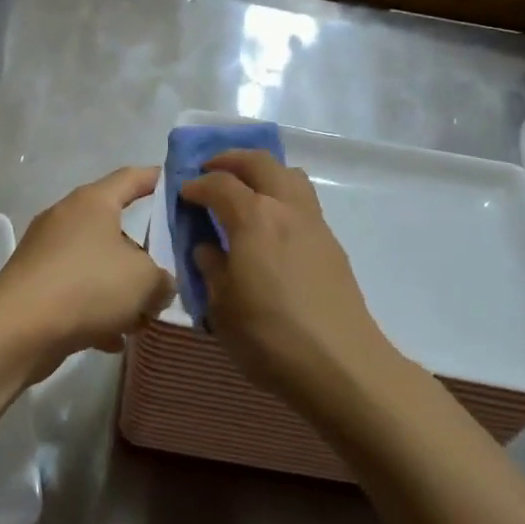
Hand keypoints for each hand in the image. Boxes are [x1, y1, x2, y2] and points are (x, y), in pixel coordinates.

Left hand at [0, 167, 174, 374]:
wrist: (17, 330)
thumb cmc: (87, 286)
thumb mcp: (145, 281)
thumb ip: (163, 279)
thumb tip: (159, 286)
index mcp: (93, 202)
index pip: (132, 177)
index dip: (156, 178)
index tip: (178, 182)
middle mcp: (67, 218)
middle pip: (115, 227)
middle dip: (142, 253)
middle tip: (167, 272)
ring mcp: (46, 252)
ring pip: (96, 264)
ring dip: (120, 288)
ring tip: (144, 316)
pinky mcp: (34, 285)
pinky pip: (76, 291)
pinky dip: (96, 310)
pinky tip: (114, 339)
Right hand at [180, 151, 400, 408]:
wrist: (340, 363)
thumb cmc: (270, 337)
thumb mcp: (221, 308)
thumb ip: (211, 269)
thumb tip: (207, 247)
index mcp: (253, 218)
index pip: (220, 184)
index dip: (197, 184)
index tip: (183, 193)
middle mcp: (285, 208)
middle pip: (260, 162)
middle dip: (231, 160)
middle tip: (211, 170)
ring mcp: (314, 223)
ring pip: (290, 174)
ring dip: (263, 171)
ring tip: (246, 189)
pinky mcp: (331, 243)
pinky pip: (304, 201)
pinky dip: (282, 196)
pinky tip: (271, 226)